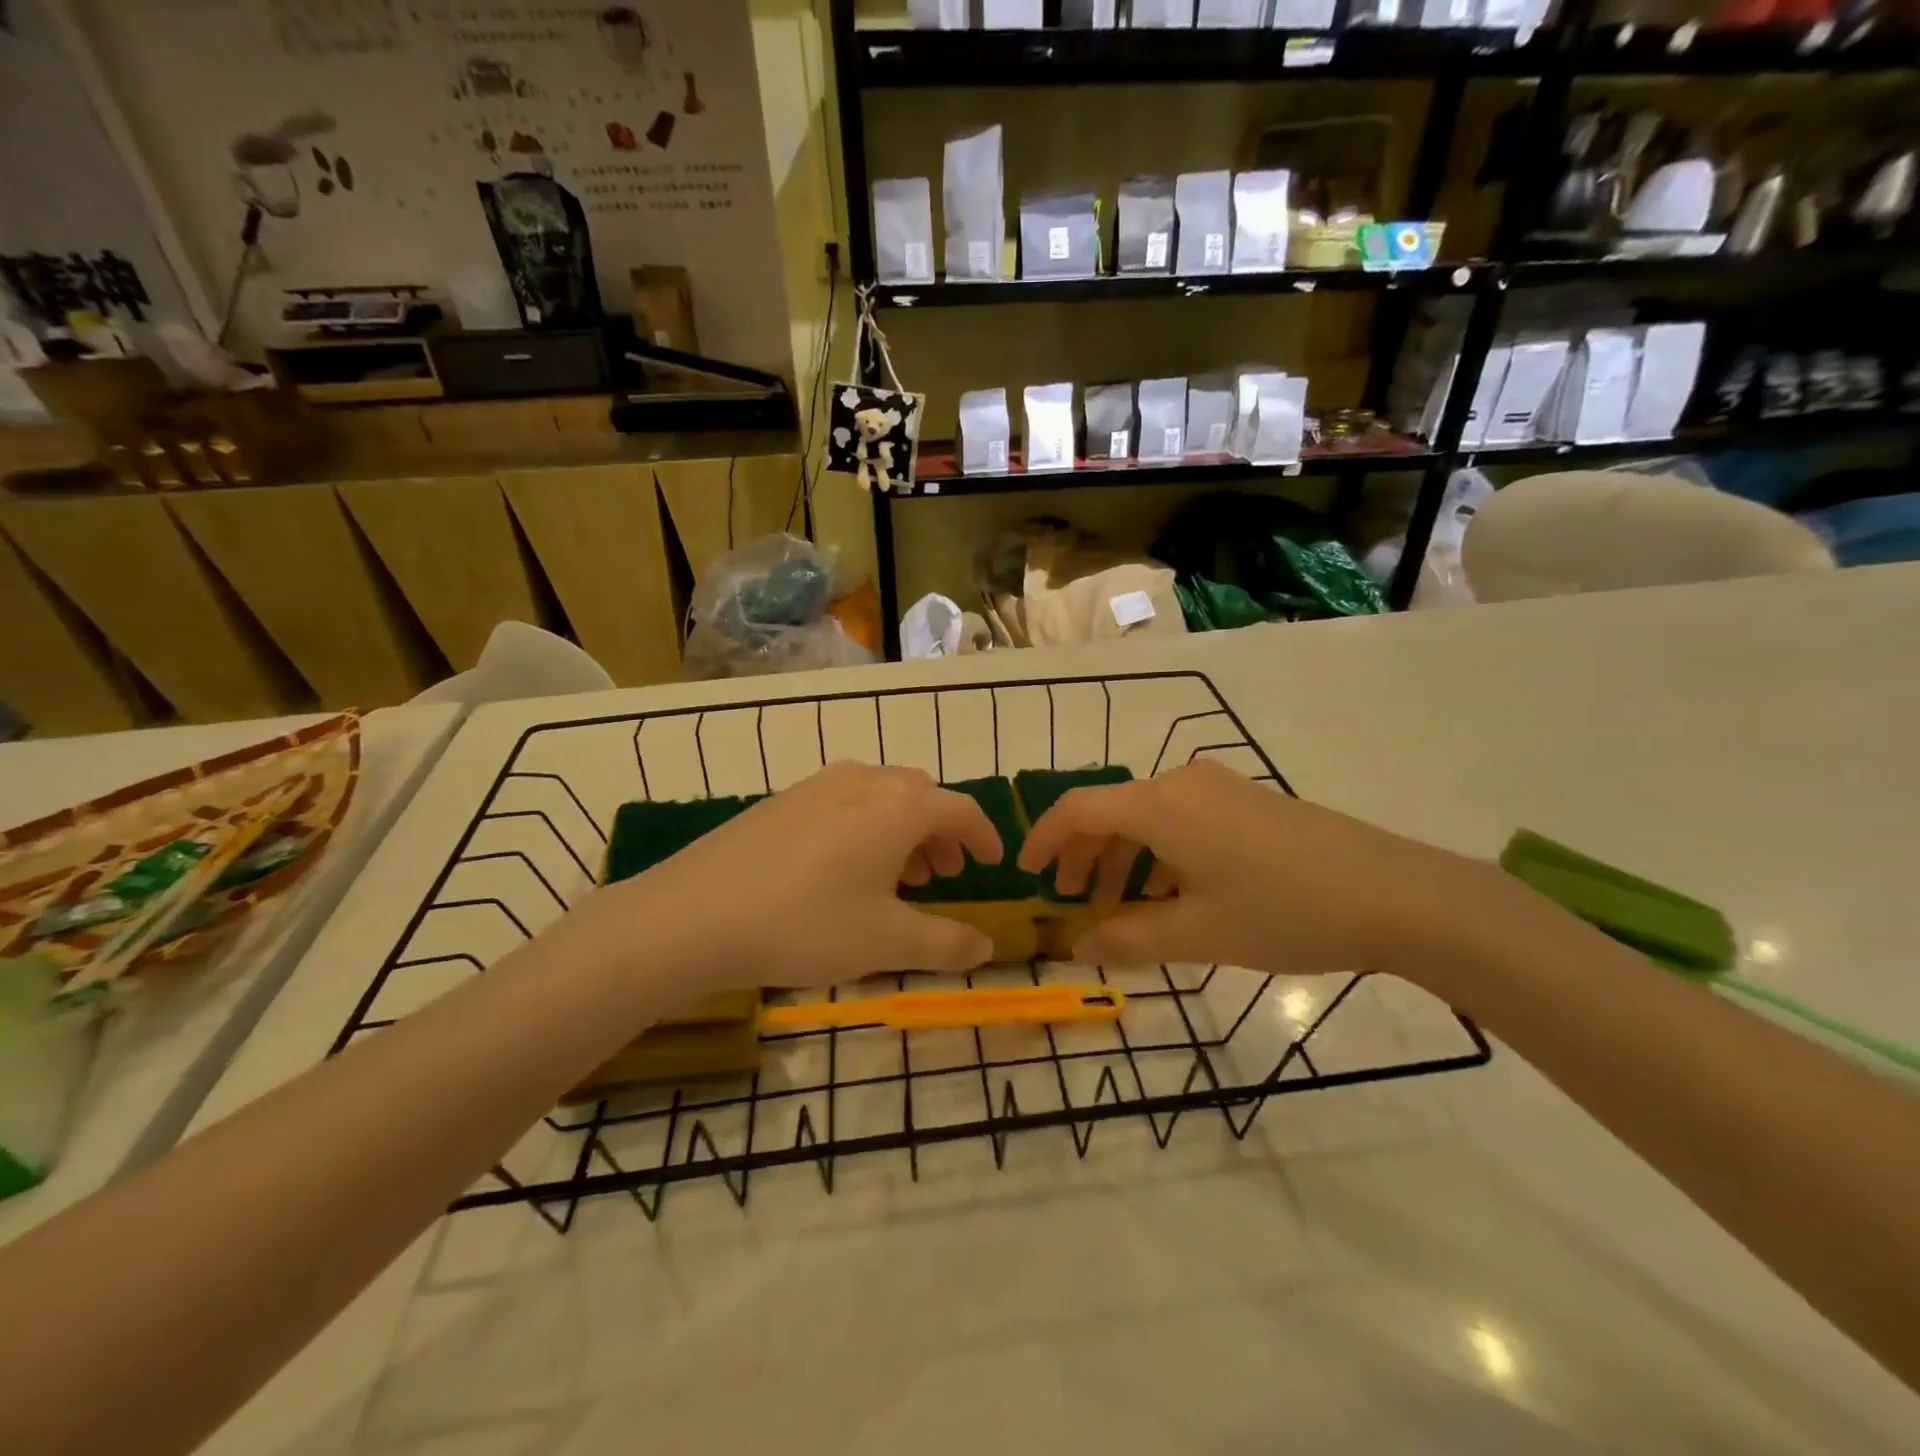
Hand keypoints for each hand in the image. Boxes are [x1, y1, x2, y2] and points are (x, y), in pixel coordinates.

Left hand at [589, 762, 1003, 992]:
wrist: (695, 914)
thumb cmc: (807, 924)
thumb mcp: (886, 942)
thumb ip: (945, 943)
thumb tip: (985, 944)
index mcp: (900, 806)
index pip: (961, 809)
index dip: (984, 836)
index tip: (993, 861)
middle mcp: (864, 781)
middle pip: (921, 796)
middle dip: (942, 832)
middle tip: (944, 874)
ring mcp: (819, 784)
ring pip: (881, 796)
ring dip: (903, 829)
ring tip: (899, 875)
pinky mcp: (783, 799)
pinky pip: (845, 802)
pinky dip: (866, 826)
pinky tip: (844, 869)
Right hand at [1018, 759, 1503, 978]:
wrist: (1395, 894)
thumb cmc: (1284, 912)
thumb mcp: (1198, 934)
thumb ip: (1128, 939)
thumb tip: (1075, 947)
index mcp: (1160, 806)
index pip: (1078, 809)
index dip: (1044, 839)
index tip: (1026, 873)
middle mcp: (1181, 783)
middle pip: (1110, 810)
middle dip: (1083, 856)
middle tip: (1072, 901)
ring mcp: (1218, 788)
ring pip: (1146, 817)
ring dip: (1122, 858)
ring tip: (1120, 907)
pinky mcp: (1244, 801)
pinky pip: (1180, 819)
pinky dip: (1158, 853)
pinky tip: (1170, 893)